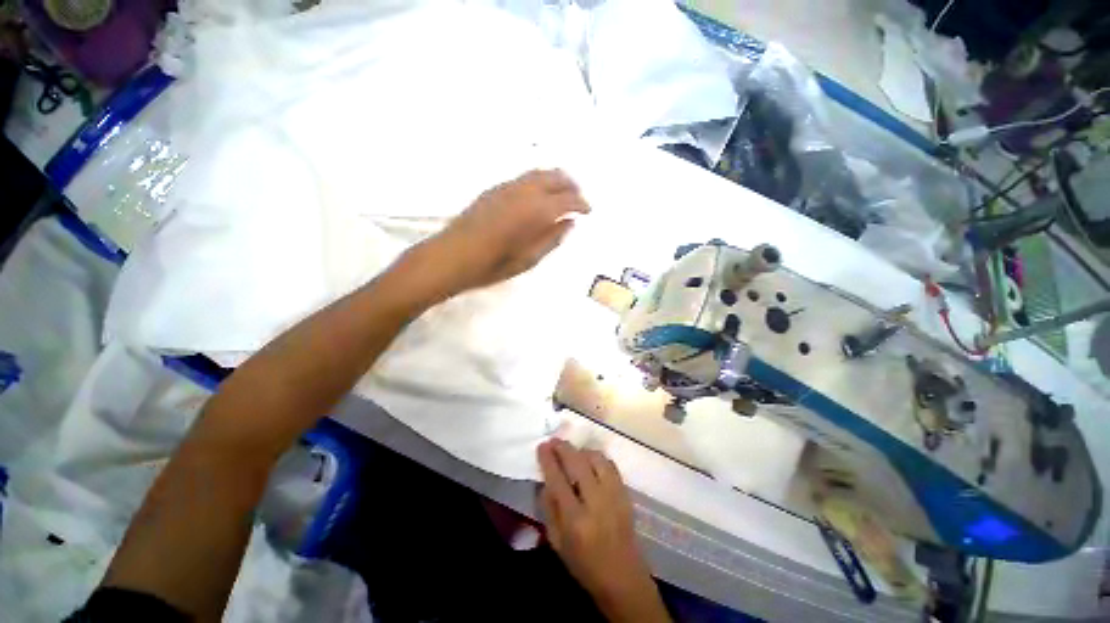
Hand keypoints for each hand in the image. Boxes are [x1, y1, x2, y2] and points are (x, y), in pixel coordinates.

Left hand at [412, 169, 589, 300]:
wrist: (452, 256)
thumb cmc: (492, 265)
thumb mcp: (528, 260)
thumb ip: (552, 239)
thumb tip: (570, 223)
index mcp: (536, 211)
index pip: (567, 200)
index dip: (581, 204)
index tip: (588, 211)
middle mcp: (524, 192)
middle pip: (555, 177)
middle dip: (571, 186)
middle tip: (579, 198)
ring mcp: (507, 187)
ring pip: (539, 173)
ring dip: (556, 179)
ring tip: (563, 193)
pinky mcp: (494, 189)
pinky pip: (523, 177)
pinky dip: (539, 181)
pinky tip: (538, 195)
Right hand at [537, 440, 670, 622]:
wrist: (623, 577)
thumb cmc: (584, 563)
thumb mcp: (557, 542)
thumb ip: (549, 509)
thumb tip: (545, 480)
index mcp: (575, 520)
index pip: (558, 480)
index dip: (548, 460)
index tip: (542, 446)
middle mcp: (595, 503)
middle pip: (578, 463)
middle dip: (563, 448)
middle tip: (554, 440)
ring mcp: (613, 495)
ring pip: (596, 459)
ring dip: (581, 451)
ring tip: (572, 452)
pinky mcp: (625, 493)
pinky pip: (610, 465)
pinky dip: (597, 458)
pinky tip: (590, 460)